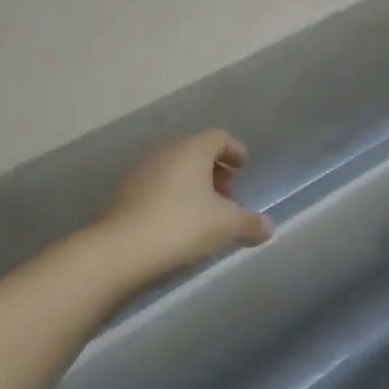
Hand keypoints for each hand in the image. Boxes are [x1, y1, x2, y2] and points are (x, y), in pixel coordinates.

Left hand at [100, 129, 273, 279]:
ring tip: (203, 212)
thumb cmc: (180, 226)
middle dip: (214, 169)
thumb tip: (268, 227)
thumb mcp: (225, 226)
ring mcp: (142, 171)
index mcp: (192, 149)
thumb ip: (249, 223)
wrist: (119, 251)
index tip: (243, 166)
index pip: (219, 137)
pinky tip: (176, 223)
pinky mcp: (125, 194)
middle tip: (227, 194)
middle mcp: (167, 151)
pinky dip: (172, 197)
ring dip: (192, 184)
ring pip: (175, 169)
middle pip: (196, 151)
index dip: (234, 149)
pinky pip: (157, 186)